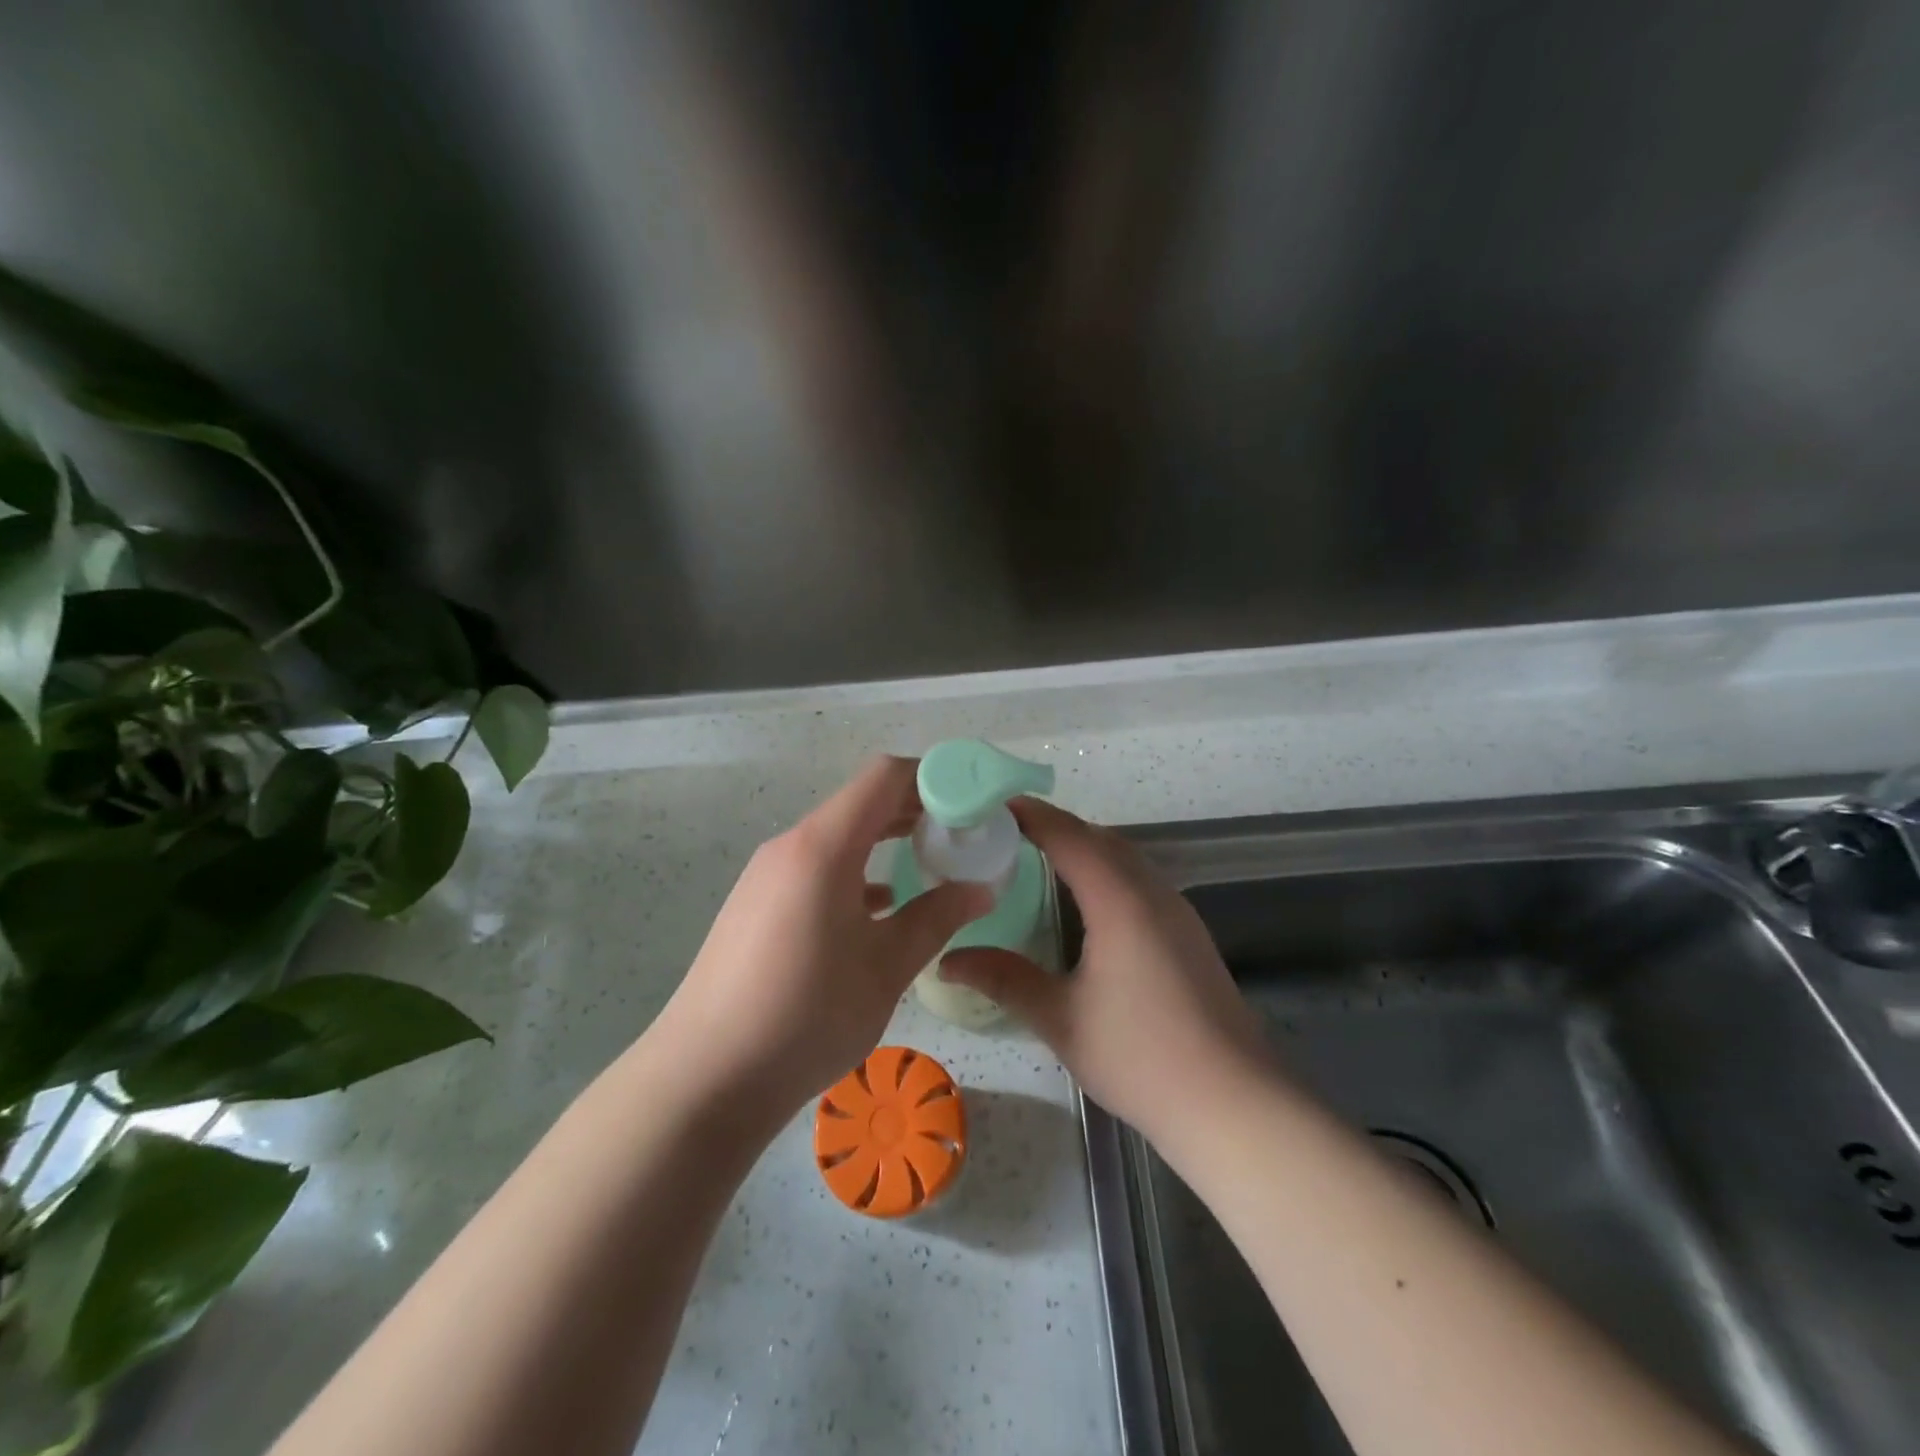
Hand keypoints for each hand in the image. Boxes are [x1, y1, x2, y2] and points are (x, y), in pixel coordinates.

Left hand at [650, 756, 989, 1119]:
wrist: (705, 1078)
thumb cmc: (806, 1014)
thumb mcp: (886, 967)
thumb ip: (938, 918)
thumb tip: (982, 889)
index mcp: (823, 846)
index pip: (884, 777)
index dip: (932, 777)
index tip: (971, 801)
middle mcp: (790, 846)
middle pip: (860, 803)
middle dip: (914, 810)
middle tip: (962, 834)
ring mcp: (767, 875)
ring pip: (837, 836)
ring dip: (883, 841)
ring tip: (929, 863)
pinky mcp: (756, 904)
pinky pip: (814, 867)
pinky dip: (853, 871)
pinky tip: (879, 908)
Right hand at [940, 798, 1269, 1141]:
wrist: (1233, 1104)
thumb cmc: (1140, 1057)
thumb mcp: (1061, 1019)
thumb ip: (1004, 979)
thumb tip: (948, 959)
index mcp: (1119, 900)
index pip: (1068, 836)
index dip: (1030, 815)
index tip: (990, 805)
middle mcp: (1152, 892)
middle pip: (1099, 838)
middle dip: (1054, 826)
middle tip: (1005, 833)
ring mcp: (1177, 911)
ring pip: (1125, 857)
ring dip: (1084, 847)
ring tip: (1038, 859)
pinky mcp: (1189, 933)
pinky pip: (1140, 879)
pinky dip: (1106, 870)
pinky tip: (1087, 902)